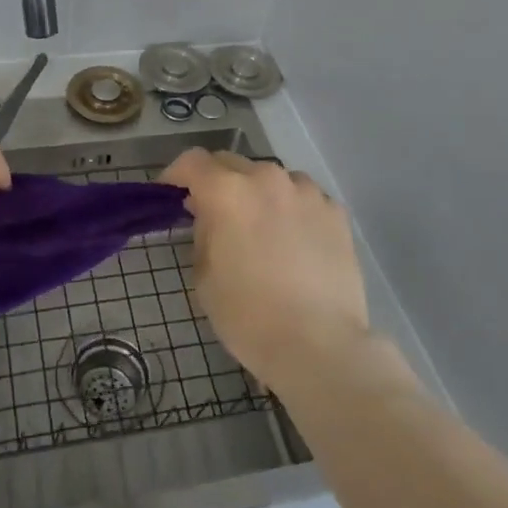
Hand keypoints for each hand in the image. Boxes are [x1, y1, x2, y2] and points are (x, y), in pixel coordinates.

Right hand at [161, 149, 369, 393]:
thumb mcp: (204, 276)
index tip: (172, 194)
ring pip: (271, 178)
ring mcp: (306, 192)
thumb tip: (210, 216)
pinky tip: (294, 240)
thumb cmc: (249, 316)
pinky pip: (303, 197)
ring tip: (260, 227)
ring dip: (257, 193)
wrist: (320, 345)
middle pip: (231, 163)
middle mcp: (266, 179)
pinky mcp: (335, 211)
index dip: (176, 175)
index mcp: (227, 192)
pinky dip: (291, 209)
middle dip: (216, 182)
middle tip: (214, 213)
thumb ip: (202, 233)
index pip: (192, 161)